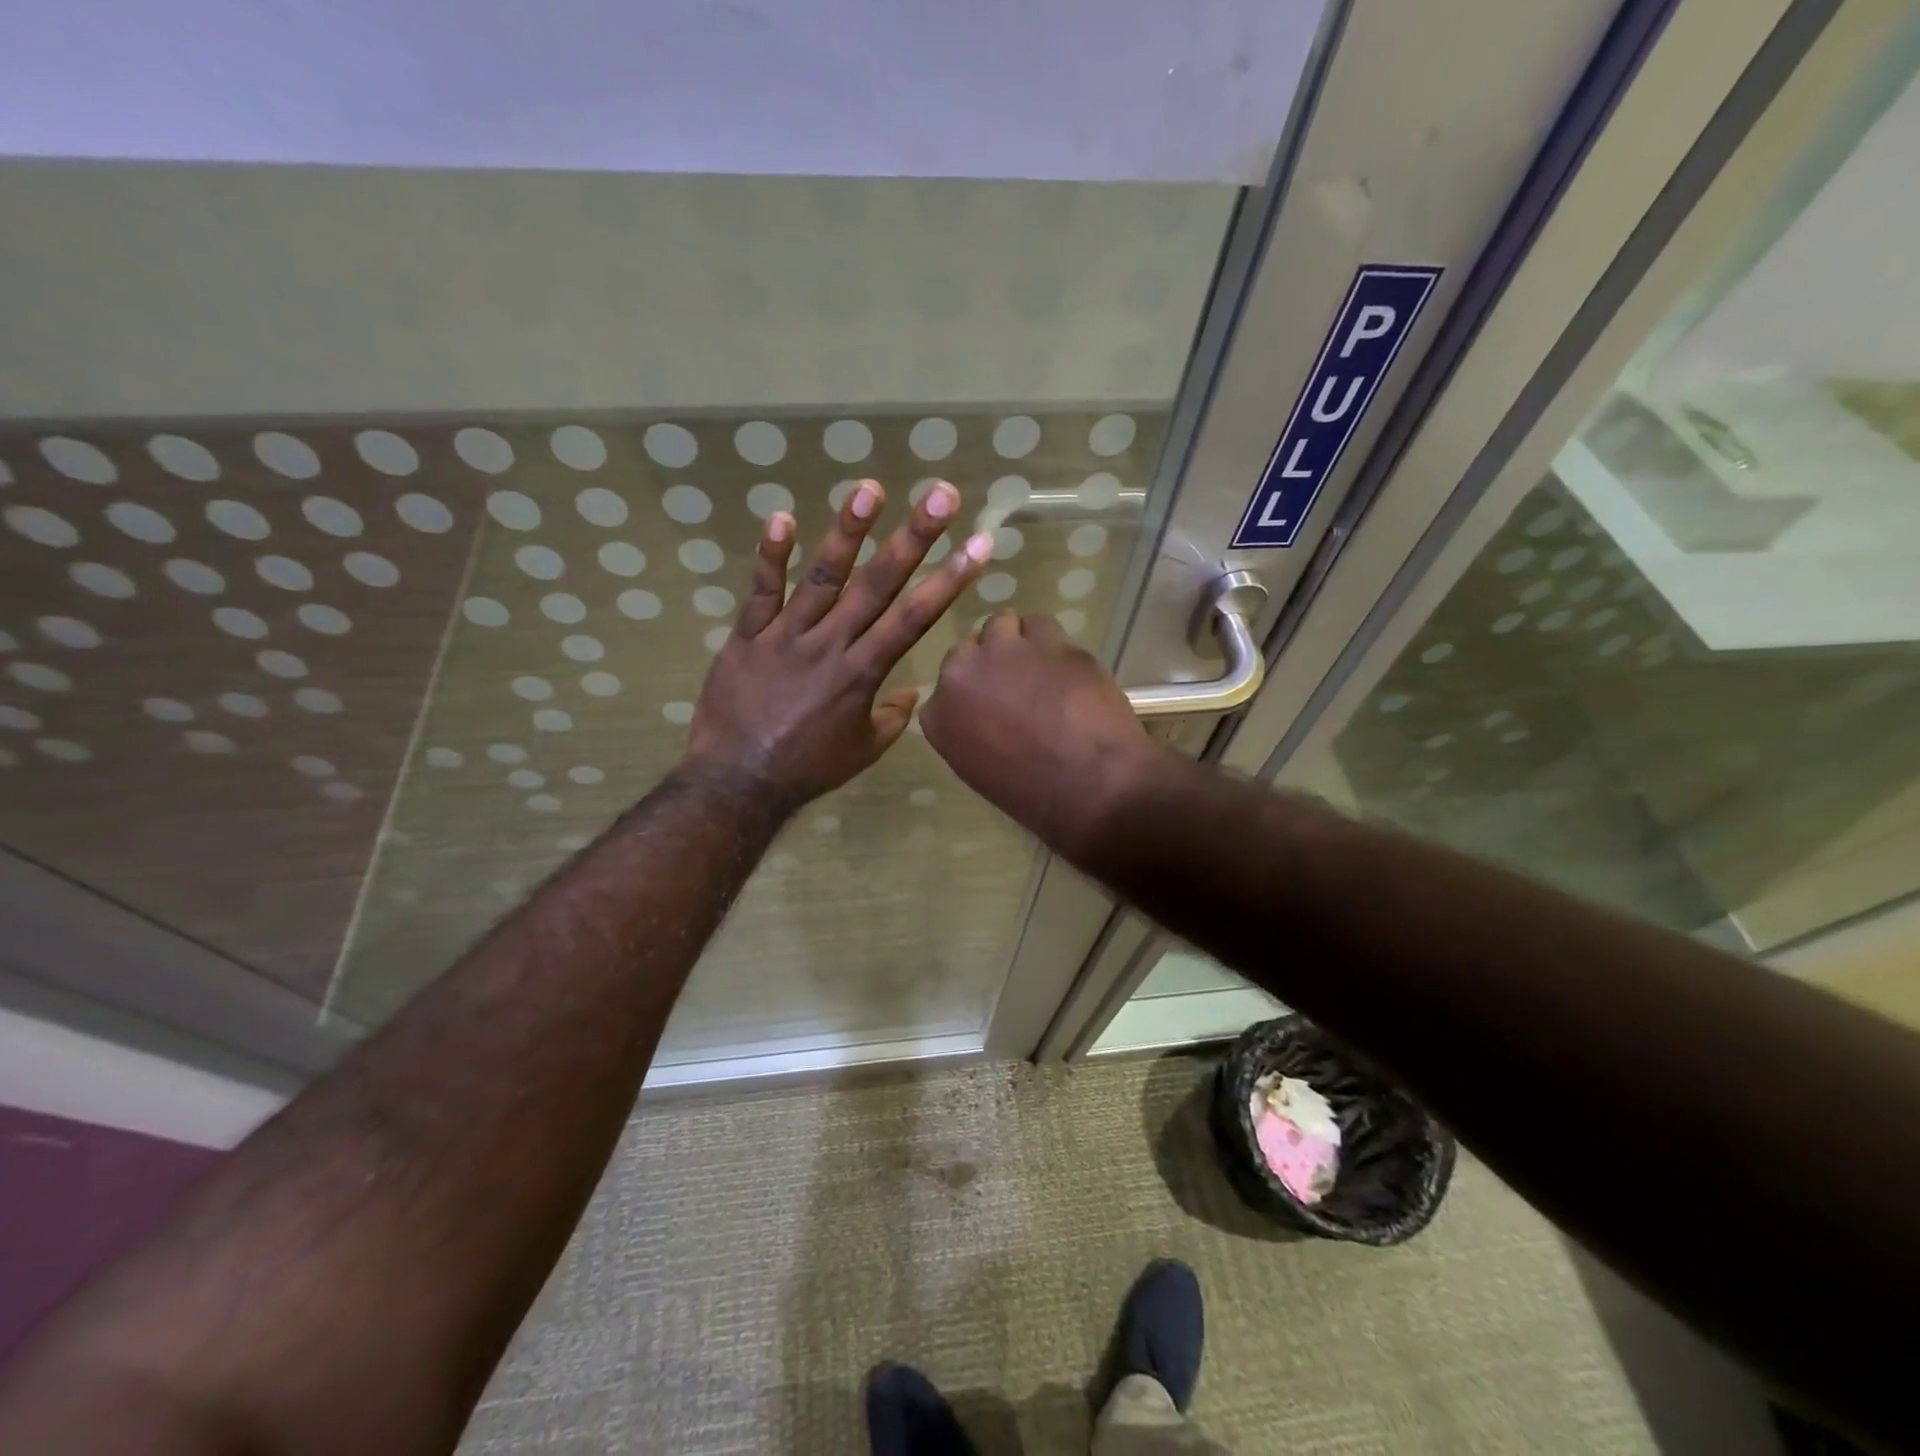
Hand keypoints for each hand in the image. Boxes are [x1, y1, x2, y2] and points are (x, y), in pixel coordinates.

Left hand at [685, 479, 992, 810]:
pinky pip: (760, 591)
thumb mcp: (864, 750)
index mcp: (863, 673)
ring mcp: (787, 636)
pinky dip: (770, 555)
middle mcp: (831, 644)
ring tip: (869, 490)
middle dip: (913, 539)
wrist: (738, 780)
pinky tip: (782, 516)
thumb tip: (911, 693)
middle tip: (940, 496)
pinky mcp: (748, 635)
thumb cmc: (808, 768)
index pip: (914, 618)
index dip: (949, 581)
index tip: (978, 546)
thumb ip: (893, 717)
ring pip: (822, 577)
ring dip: (847, 532)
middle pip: (877, 585)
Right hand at [921, 612, 1158, 854]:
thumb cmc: (1036, 796)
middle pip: (968, 649)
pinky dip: (1052, 643)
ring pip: (1002, 624)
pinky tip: (1067, 667)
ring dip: (1018, 641)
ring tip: (1043, 668)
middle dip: (990, 662)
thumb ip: (972, 732)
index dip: (974, 690)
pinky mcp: (1048, 640)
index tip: (993, 705)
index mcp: (940, 715)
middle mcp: (962, 674)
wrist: (1093, 785)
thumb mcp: (982, 770)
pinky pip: (1041, 626)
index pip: (947, 687)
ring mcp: (1005, 651)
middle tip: (1019, 685)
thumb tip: (990, 714)